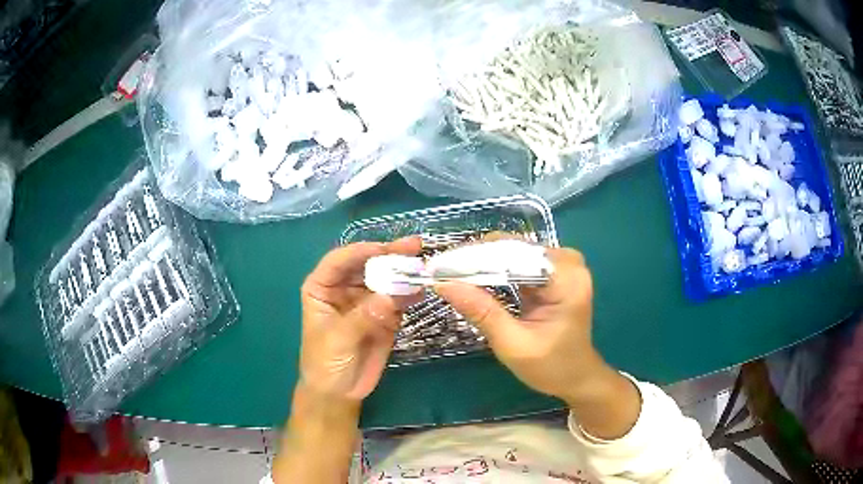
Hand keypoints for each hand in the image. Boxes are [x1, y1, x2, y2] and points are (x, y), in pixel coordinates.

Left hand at [300, 237, 421, 400]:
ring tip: (424, 264)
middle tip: (414, 246)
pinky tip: (423, 289)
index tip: (384, 249)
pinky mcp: (385, 315)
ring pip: (385, 278)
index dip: (361, 251)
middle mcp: (344, 288)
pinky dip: (410, 293)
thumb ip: (362, 317)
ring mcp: (366, 301)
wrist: (340, 392)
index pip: (339, 260)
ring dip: (403, 271)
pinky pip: (398, 299)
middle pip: (367, 264)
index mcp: (323, 287)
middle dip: (389, 254)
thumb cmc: (325, 363)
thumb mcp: (338, 340)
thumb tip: (389, 297)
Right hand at [435, 247, 610, 405]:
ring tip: (450, 272)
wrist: (576, 377)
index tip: (440, 266)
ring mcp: (562, 265)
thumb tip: (444, 284)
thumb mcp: (513, 344)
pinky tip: (472, 277)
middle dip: (476, 258)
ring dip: (482, 262)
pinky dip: (495, 269)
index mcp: (567, 279)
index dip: (476, 258)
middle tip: (440, 270)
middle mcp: (568, 263)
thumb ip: (482, 312)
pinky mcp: (554, 272)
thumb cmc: (550, 367)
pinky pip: (518, 261)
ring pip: (513, 252)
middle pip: (514, 248)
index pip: (515, 255)